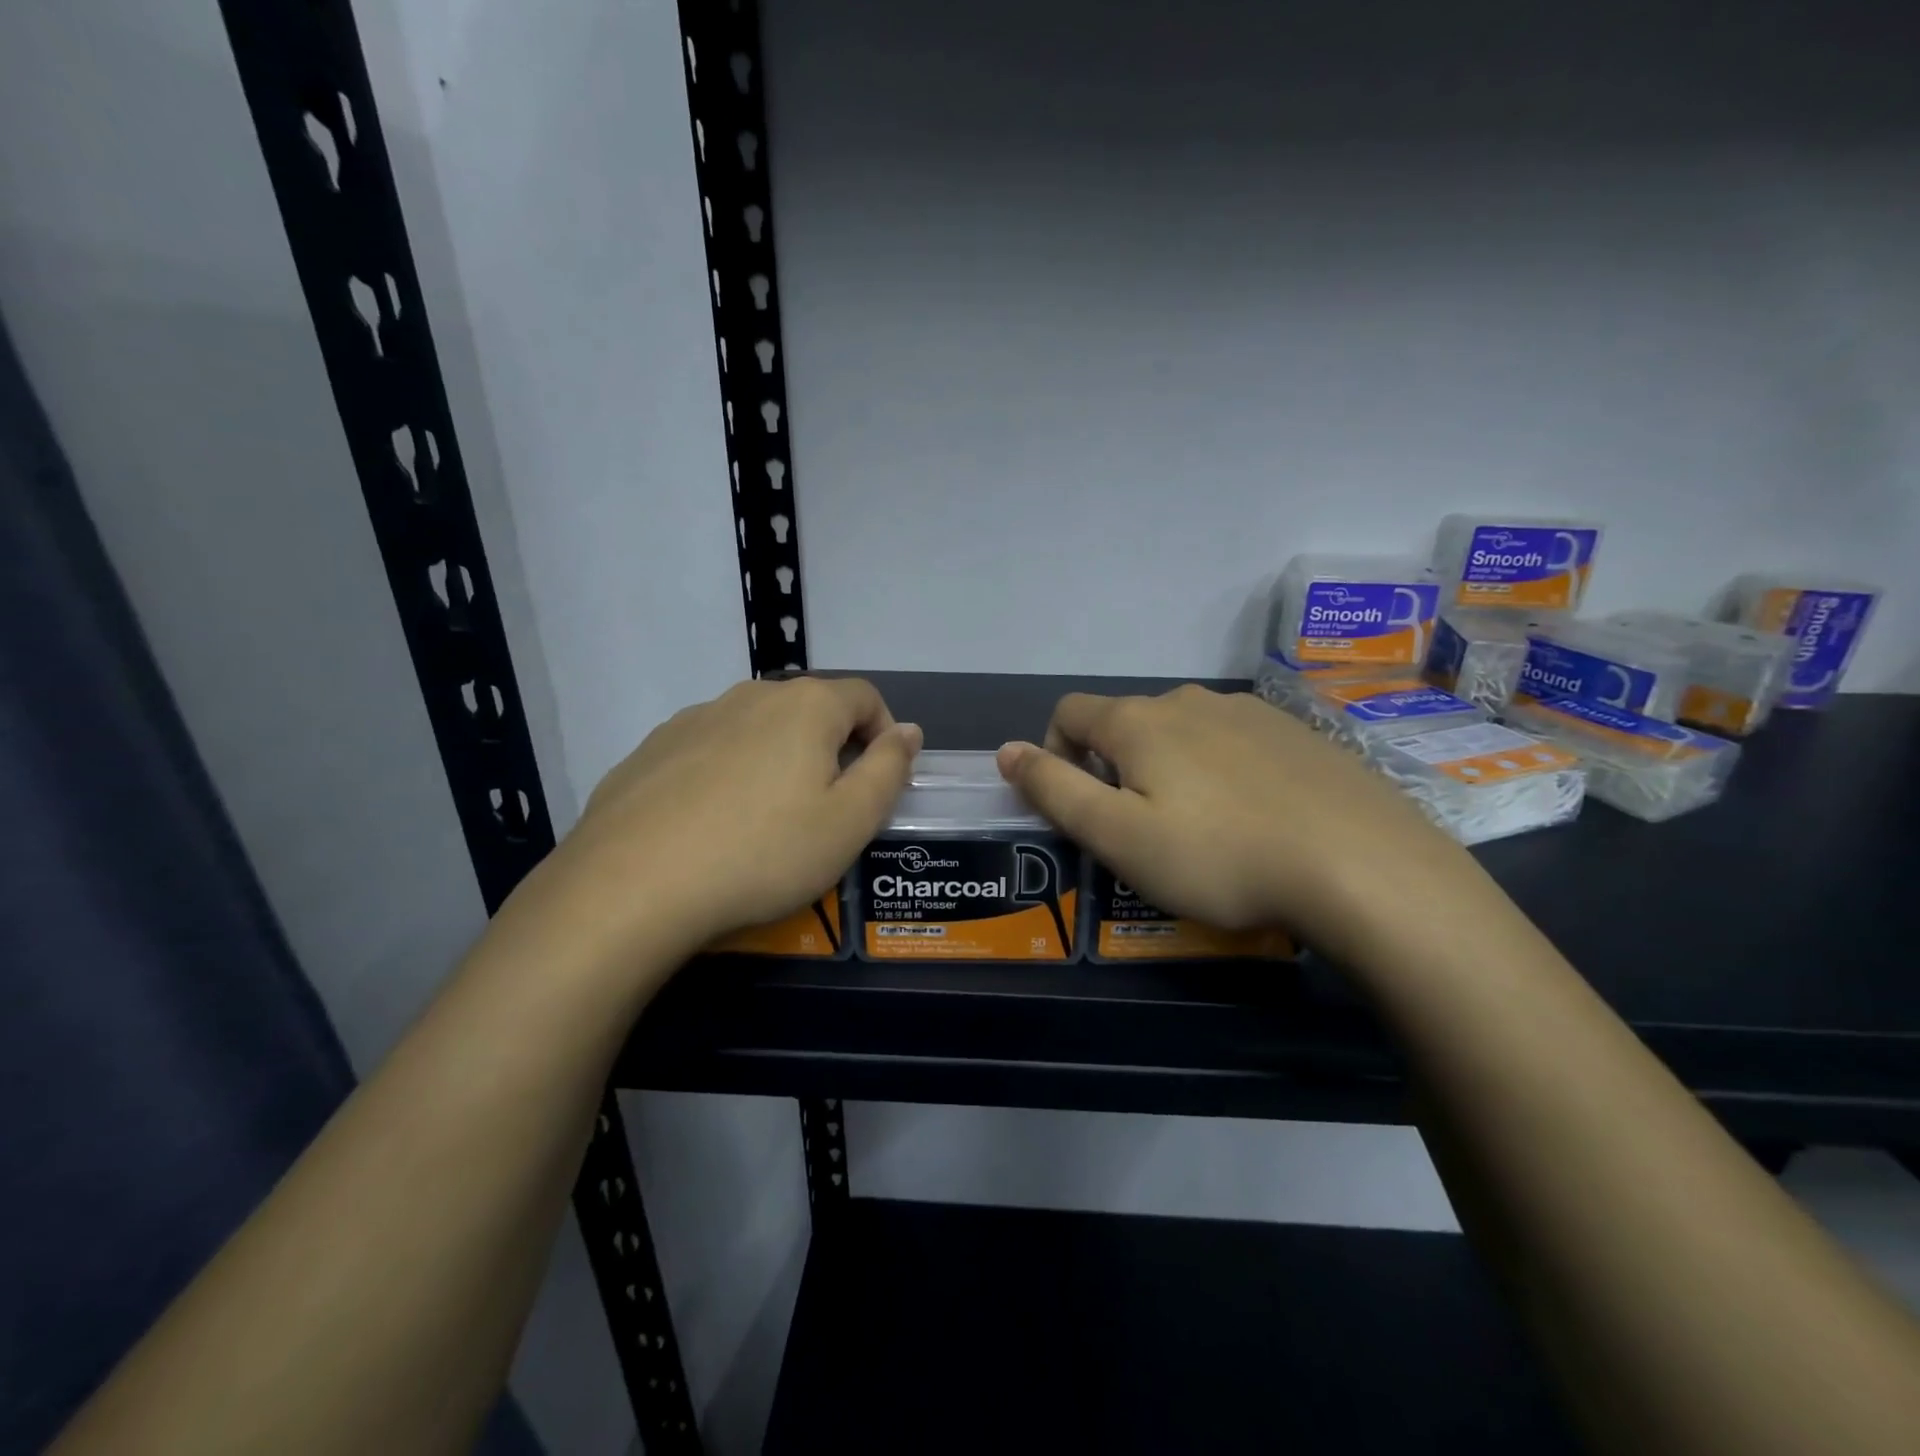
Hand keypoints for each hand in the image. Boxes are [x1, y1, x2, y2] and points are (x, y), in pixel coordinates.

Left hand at [511, 677, 920, 980]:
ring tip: (768, 820)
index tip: (878, 781)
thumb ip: (889, 769)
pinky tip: (713, 824)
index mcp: (806, 706)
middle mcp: (750, 696)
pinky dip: (728, 774)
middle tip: (827, 808)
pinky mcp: (651, 749)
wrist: (630, 886)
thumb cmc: (762, 853)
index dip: (884, 734)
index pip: (865, 697)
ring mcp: (694, 718)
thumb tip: (908, 731)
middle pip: (810, 709)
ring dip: (778, 759)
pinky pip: (710, 750)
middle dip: (831, 748)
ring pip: (758, 728)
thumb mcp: (850, 822)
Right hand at [996, 685, 1483, 962]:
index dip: (1055, 753)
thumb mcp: (1118, 836)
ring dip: (1169, 769)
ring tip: (1201, 829)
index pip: (1069, 713)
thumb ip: (1053, 790)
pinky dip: (1222, 771)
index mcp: (1139, 721)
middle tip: (1141, 831)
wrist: (1363, 866)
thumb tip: (1006, 750)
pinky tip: (1255, 818)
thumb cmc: (1220, 856)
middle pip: (1126, 722)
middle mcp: (1190, 701)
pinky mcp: (1298, 732)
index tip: (1080, 806)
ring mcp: (1250, 711)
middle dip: (1115, 767)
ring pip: (1182, 732)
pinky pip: (1235, 743)